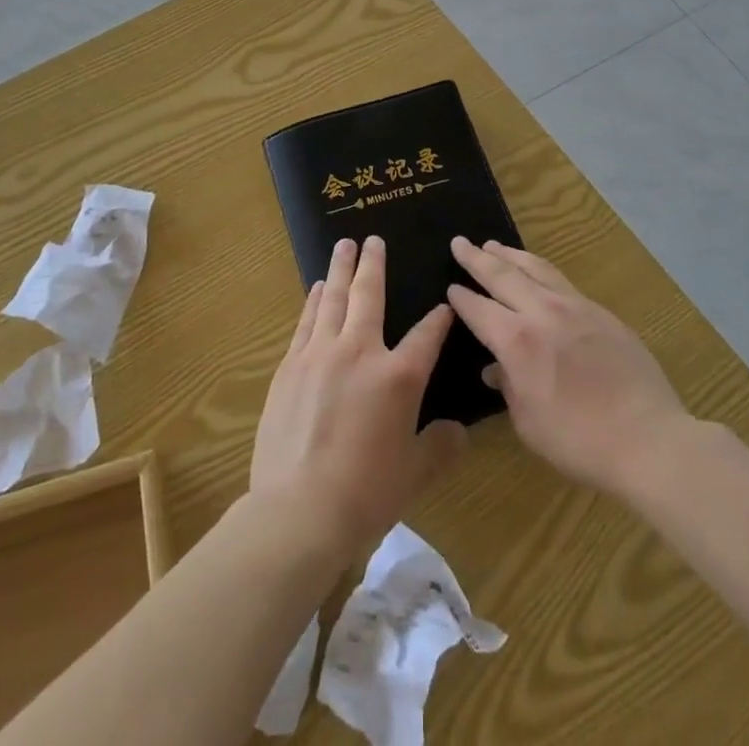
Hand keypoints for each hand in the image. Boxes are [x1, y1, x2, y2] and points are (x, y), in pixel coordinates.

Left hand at [251, 236, 466, 553]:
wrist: (299, 509)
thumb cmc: (365, 493)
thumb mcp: (414, 474)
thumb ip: (440, 446)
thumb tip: (459, 431)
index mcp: (398, 377)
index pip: (426, 336)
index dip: (438, 319)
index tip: (444, 304)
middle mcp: (360, 351)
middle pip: (369, 295)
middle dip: (373, 264)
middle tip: (372, 239)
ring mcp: (320, 354)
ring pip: (333, 298)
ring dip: (340, 269)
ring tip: (343, 247)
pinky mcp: (290, 366)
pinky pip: (306, 321)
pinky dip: (314, 300)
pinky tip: (317, 289)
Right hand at [447, 238, 687, 496]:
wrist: (648, 439)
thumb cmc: (579, 441)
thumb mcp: (528, 423)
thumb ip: (508, 387)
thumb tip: (496, 368)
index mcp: (517, 341)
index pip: (479, 309)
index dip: (462, 298)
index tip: (450, 286)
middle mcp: (542, 312)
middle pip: (503, 275)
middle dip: (477, 258)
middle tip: (460, 242)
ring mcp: (575, 307)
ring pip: (535, 268)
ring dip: (510, 255)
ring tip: (494, 245)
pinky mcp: (601, 312)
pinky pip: (562, 281)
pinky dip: (540, 270)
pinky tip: (538, 273)